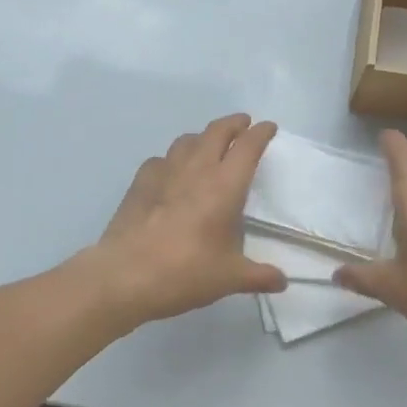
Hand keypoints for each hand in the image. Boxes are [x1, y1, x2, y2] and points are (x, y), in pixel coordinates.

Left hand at [88, 114, 285, 324]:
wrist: (125, 276)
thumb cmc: (185, 272)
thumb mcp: (229, 278)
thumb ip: (259, 276)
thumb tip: (282, 282)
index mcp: (224, 186)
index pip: (248, 146)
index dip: (260, 133)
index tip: (268, 127)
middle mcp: (196, 169)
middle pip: (217, 131)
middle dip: (233, 124)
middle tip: (243, 125)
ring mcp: (164, 172)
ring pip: (188, 140)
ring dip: (203, 137)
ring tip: (209, 145)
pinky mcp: (140, 182)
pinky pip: (161, 159)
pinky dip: (173, 159)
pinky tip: (172, 173)